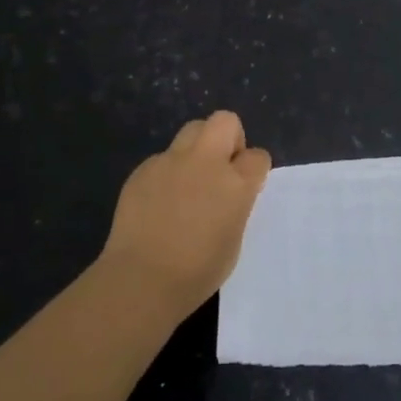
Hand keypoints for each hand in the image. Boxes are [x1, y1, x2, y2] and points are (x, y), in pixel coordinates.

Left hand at [99, 110, 271, 318]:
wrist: (141, 279)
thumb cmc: (196, 272)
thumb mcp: (233, 239)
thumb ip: (236, 206)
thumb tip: (228, 195)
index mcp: (236, 183)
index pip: (258, 156)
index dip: (254, 169)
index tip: (247, 185)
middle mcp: (206, 162)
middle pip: (224, 121)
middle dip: (229, 137)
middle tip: (221, 168)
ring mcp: (171, 161)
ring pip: (192, 130)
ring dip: (198, 148)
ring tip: (190, 180)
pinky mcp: (143, 169)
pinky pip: (163, 159)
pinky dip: (168, 172)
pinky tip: (159, 202)